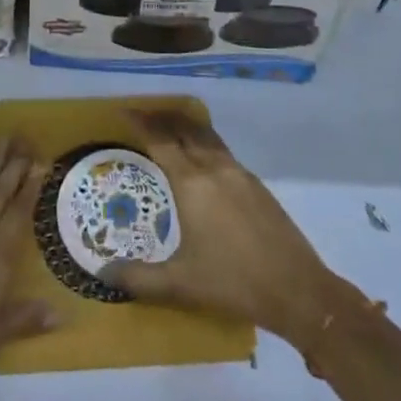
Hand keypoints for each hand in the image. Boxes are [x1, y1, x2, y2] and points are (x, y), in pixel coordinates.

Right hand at [102, 109, 353, 348]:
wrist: (297, 290)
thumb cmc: (233, 283)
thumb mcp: (181, 284)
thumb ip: (139, 278)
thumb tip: (102, 274)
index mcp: (192, 183)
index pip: (160, 140)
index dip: (140, 122)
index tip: (124, 110)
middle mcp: (214, 167)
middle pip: (184, 128)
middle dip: (162, 117)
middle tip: (142, 114)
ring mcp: (239, 172)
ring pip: (206, 135)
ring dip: (185, 125)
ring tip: (169, 128)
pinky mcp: (256, 184)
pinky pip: (222, 149)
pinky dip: (204, 142)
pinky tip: (201, 160)